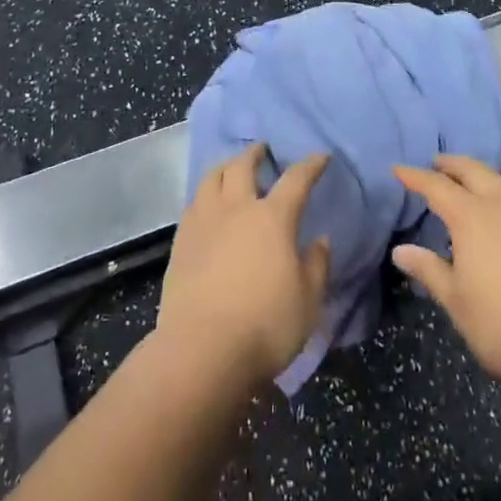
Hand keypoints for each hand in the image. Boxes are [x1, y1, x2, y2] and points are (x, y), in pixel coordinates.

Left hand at [157, 145, 332, 385]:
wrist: (202, 350)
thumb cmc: (266, 324)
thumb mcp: (307, 300)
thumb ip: (316, 265)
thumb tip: (319, 240)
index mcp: (273, 218)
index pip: (296, 180)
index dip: (311, 165)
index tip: (320, 157)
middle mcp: (236, 209)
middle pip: (242, 167)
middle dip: (254, 154)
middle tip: (261, 150)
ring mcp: (203, 223)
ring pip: (211, 179)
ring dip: (224, 168)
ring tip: (230, 170)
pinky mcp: (180, 243)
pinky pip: (193, 204)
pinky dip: (204, 196)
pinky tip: (207, 206)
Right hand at [392, 155, 500, 386]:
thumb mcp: (457, 303)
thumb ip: (430, 271)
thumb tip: (401, 250)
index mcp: (472, 217)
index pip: (436, 187)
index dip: (416, 177)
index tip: (399, 169)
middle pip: (474, 171)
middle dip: (452, 164)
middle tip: (437, 163)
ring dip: (488, 176)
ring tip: (480, 183)